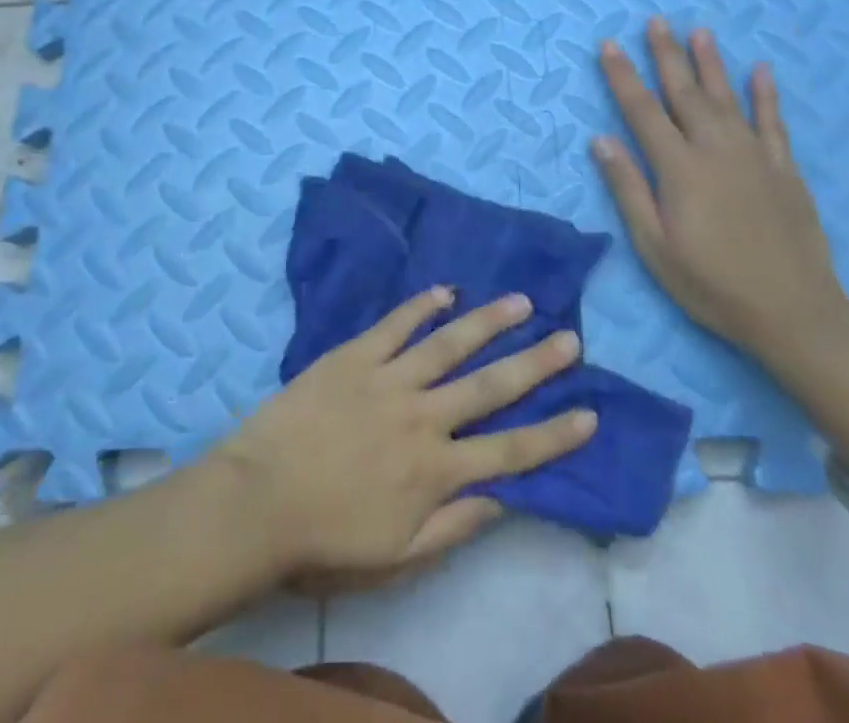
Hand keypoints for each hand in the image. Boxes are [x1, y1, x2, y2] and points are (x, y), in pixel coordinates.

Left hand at [214, 288, 594, 583]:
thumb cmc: (326, 537)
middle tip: (569, 338)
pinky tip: (445, 290)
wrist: (258, 499)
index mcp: (436, 470)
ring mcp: (388, 379)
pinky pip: (395, 324)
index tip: (590, 412)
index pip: (511, 451)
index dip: (554, 434)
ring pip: (448, 344)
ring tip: (521, 301)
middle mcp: (423, 417)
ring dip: (488, 322)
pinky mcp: (354, 355)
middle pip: (490, 386)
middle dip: (535, 363)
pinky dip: (421, 305)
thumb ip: (454, 526)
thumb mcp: (398, 557)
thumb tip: (505, 499)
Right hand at [590, 19, 847, 359]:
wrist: (794, 312)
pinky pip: (773, 122)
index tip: (608, 45)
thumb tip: (600, 140)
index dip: (623, 76)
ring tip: (698, 31)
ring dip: (710, 62)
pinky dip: (765, 94)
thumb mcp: (654, 245)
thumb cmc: (711, 283)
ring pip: (727, 97)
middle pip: (684, 92)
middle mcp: (715, 149)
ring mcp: (754, 156)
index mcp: (679, 168)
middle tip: (655, 20)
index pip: (643, 111)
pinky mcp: (783, 169)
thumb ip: (628, 188)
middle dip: (666, 55)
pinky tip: (760, 70)